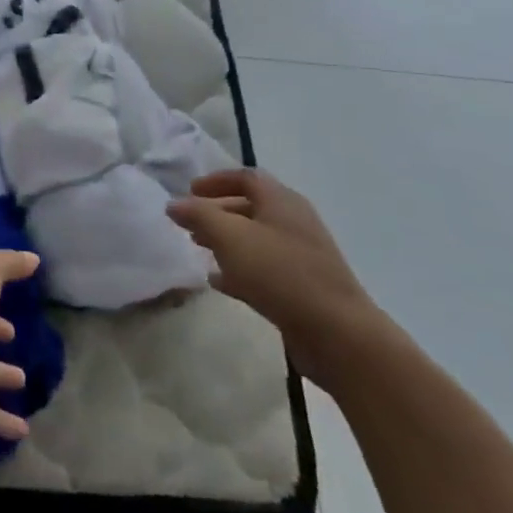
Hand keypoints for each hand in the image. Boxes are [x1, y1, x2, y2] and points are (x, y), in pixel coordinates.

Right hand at [170, 169, 387, 387]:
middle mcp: (294, 222)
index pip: (246, 177)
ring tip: (199, 249)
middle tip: (189, 224)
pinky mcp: (304, 287)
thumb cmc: (280, 273)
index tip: (190, 191)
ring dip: (226, 241)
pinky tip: (219, 282)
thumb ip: (199, 215)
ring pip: (256, 239)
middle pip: (250, 207)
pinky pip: (265, 268)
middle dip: (217, 212)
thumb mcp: (230, 237)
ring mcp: (302, 256)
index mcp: (282, 201)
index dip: (216, 180)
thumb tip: (173, 204)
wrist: (338, 334)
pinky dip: (239, 268)